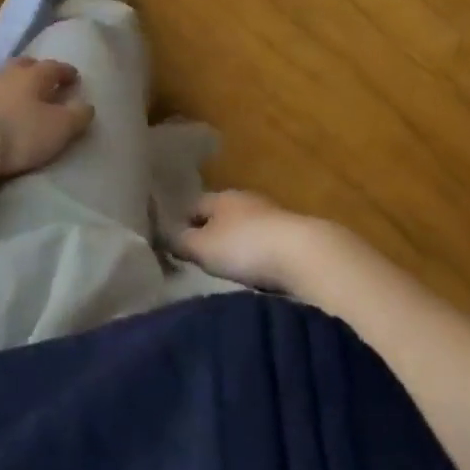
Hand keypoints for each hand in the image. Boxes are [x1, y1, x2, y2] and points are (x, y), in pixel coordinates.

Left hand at [0, 56, 94, 179]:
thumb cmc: (20, 132)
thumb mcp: (59, 128)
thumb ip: (78, 115)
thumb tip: (87, 104)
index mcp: (35, 75)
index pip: (55, 66)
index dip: (66, 72)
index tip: (74, 78)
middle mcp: (9, 71)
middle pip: (26, 65)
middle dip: (37, 71)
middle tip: (44, 81)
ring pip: (3, 76)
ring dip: (12, 81)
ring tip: (17, 94)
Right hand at [173, 190, 331, 291]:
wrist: (305, 255)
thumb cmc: (245, 247)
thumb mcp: (203, 247)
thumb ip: (180, 241)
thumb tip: (163, 236)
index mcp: (221, 196)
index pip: (193, 204)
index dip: (181, 221)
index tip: (172, 242)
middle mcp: (246, 200)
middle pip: (220, 215)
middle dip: (210, 232)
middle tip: (198, 257)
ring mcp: (272, 216)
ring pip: (244, 228)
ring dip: (236, 244)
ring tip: (226, 269)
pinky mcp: (292, 237)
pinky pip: (264, 244)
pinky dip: (257, 256)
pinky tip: (255, 273)